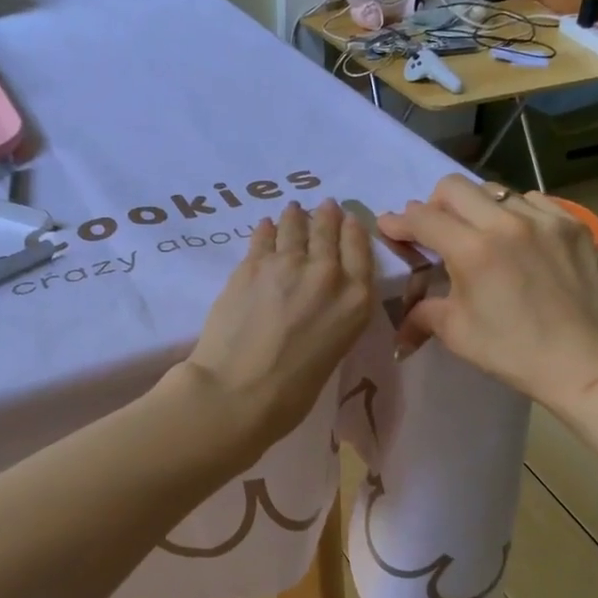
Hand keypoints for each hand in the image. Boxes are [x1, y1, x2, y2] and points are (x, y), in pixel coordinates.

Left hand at [176, 200, 374, 449]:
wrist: (238, 391)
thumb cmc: (292, 391)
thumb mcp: (334, 349)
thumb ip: (334, 315)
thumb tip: (318, 300)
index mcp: (356, 300)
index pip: (359, 250)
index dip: (353, 230)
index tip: (349, 218)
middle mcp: (327, 274)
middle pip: (328, 232)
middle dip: (327, 216)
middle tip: (324, 205)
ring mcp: (286, 264)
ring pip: (295, 227)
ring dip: (296, 217)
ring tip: (294, 209)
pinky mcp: (251, 265)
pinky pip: (263, 237)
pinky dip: (267, 229)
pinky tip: (267, 224)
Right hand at [379, 175, 597, 406]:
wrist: (583, 362)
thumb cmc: (512, 352)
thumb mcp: (456, 332)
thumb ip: (422, 311)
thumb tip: (401, 316)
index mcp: (472, 250)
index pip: (423, 218)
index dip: (399, 221)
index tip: (389, 227)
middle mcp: (506, 223)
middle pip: (455, 187)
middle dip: (434, 204)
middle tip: (435, 230)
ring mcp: (544, 219)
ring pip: (495, 191)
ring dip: (476, 208)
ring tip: (478, 234)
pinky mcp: (571, 224)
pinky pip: (533, 201)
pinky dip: (515, 213)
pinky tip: (516, 237)